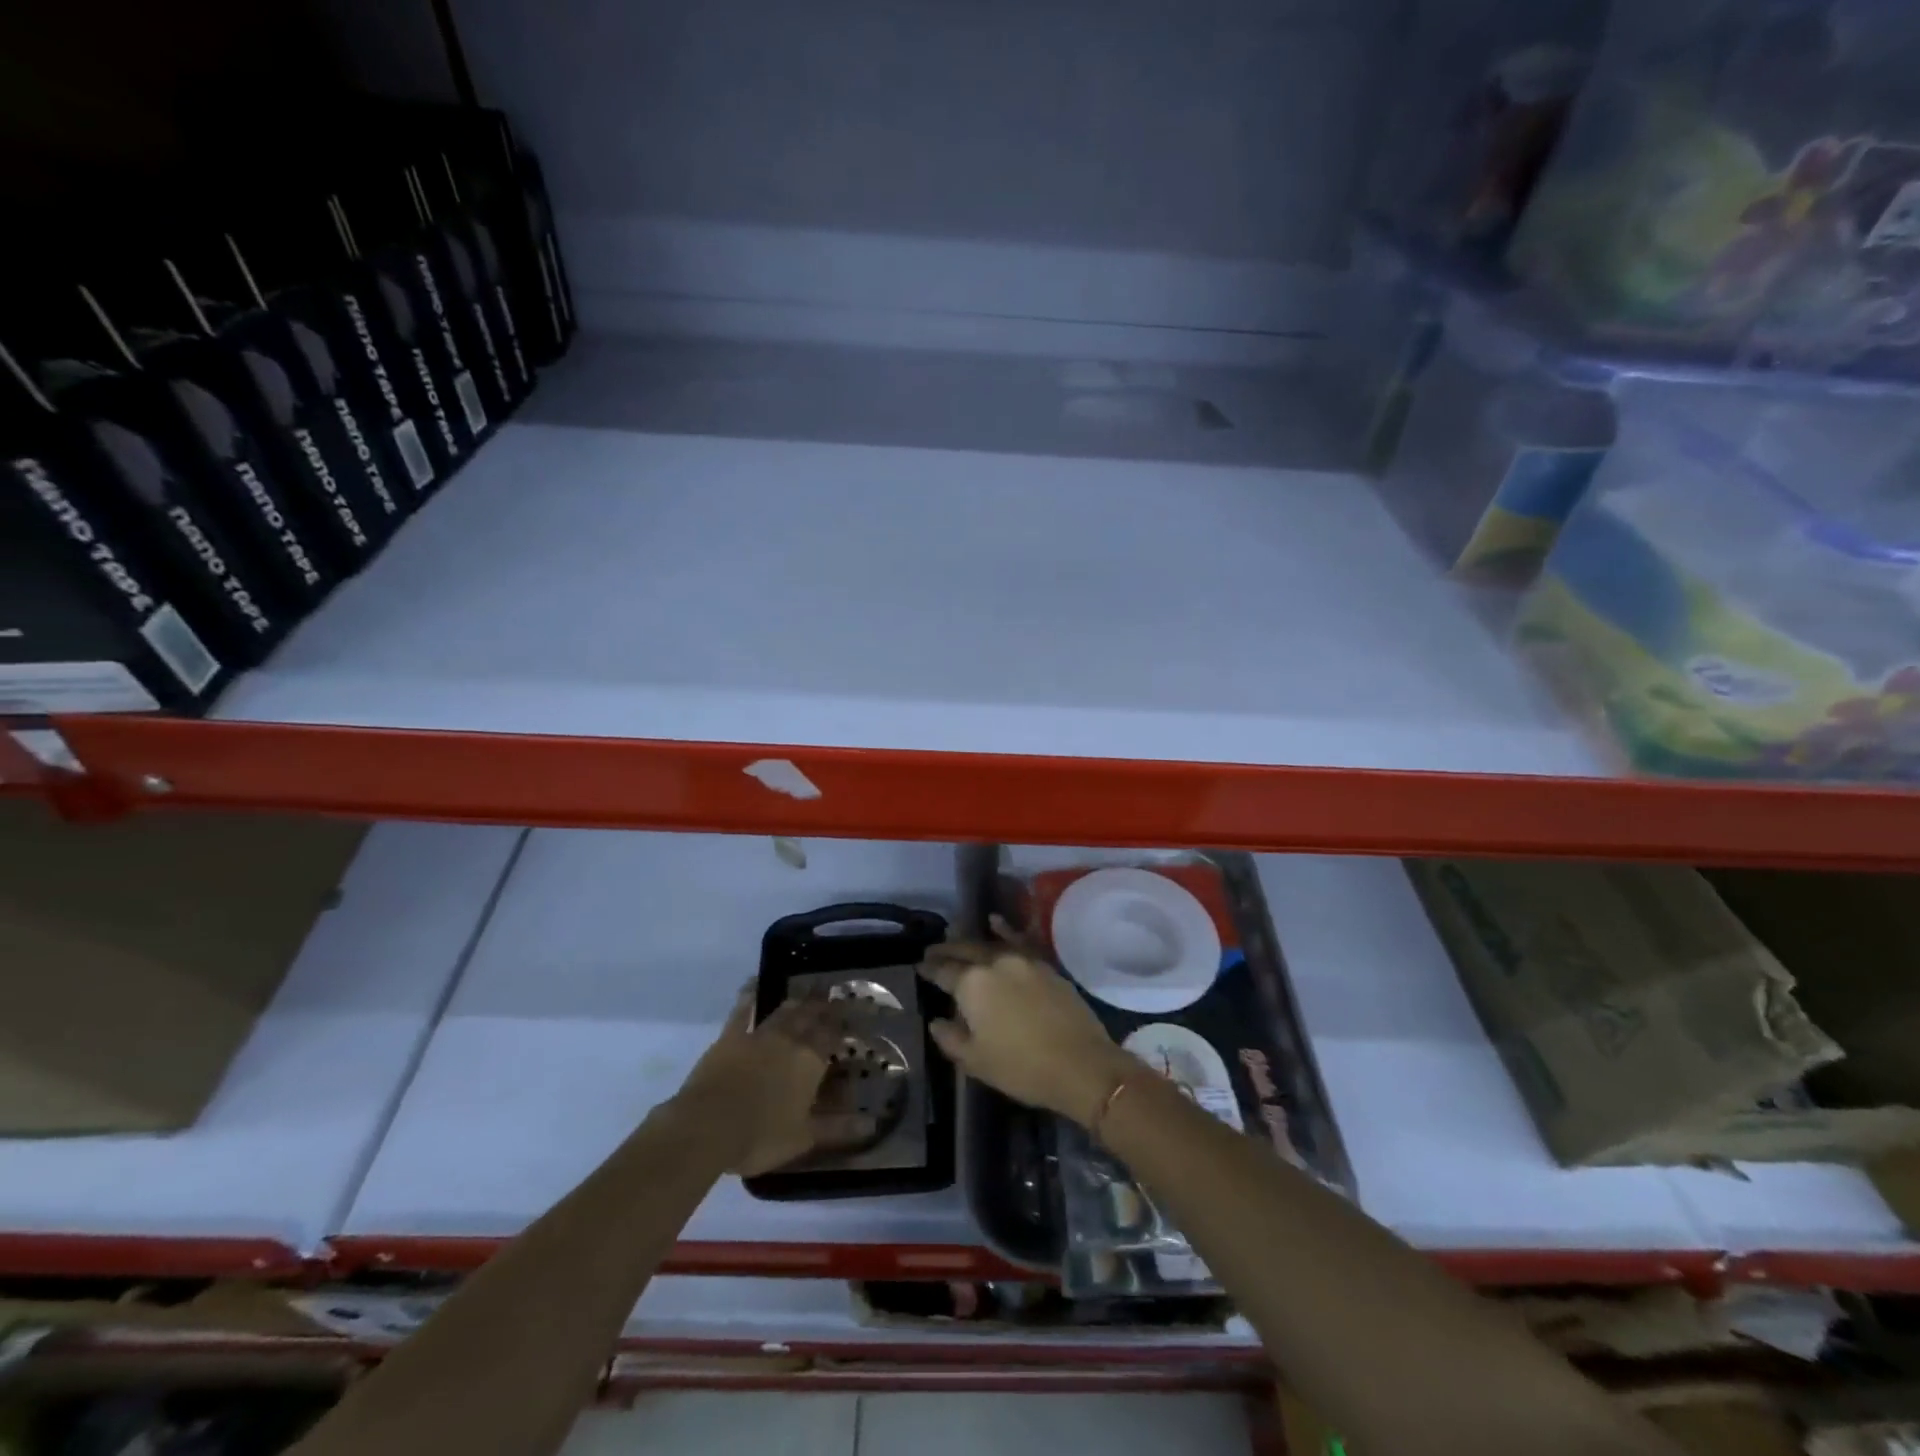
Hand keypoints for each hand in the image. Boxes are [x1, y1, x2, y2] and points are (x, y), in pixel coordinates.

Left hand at [676, 991, 874, 1176]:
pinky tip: (753, 986)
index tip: (852, 1017)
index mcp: (810, 1061)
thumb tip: (873, 1123)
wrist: (706, 1127)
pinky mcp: (730, 1038)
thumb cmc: (760, 1136)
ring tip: (807, 993)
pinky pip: (742, 1011)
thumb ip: (838, 1128)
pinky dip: (749, 997)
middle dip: (823, 1006)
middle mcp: (789, 1040)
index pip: (832, 1036)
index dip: (843, 1026)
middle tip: (832, 995)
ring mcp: (758, 1035)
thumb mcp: (804, 1138)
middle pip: (810, 1017)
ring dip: (797, 1001)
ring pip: (783, 1011)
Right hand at [919, 922, 1136, 1125]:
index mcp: (972, 984)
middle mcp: (994, 962)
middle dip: (946, 950)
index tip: (919, 966)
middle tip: (932, 951)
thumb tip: (937, 1021)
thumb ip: (950, 1038)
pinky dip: (1005, 930)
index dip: (929, 969)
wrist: (1081, 1065)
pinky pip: (1018, 940)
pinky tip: (995, 922)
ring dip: (969, 941)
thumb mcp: (976, 1061)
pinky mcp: (1044, 964)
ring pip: (988, 943)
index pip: (943, 971)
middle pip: (964, 950)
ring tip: (955, 937)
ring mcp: (1022, 959)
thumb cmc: (1021, 1068)